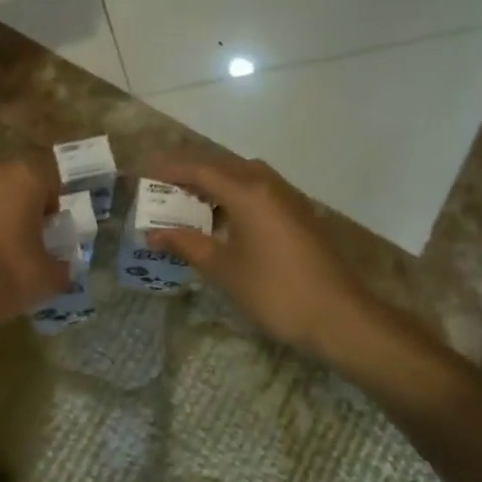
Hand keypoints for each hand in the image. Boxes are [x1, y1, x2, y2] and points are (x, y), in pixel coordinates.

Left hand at [0, 158, 70, 336]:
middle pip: (9, 184)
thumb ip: (61, 266)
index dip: (48, 211)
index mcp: (26, 179)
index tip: (44, 237)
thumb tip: (59, 266)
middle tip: (12, 242)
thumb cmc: (6, 277)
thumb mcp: (50, 280)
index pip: (48, 185)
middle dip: (13, 206)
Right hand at [144, 155, 375, 360]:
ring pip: (242, 176)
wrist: (339, 316)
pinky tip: (222, 219)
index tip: (142, 173)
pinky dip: (233, 195)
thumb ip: (186, 244)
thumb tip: (152, 234)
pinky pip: (257, 190)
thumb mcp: (222, 269)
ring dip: (213, 183)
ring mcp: (287, 197)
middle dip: (189, 173)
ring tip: (186, 202)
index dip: (168, 169)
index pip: (198, 169)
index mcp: (246, 191)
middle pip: (221, 166)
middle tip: (160, 187)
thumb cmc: (274, 291)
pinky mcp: (297, 213)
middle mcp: (267, 184)